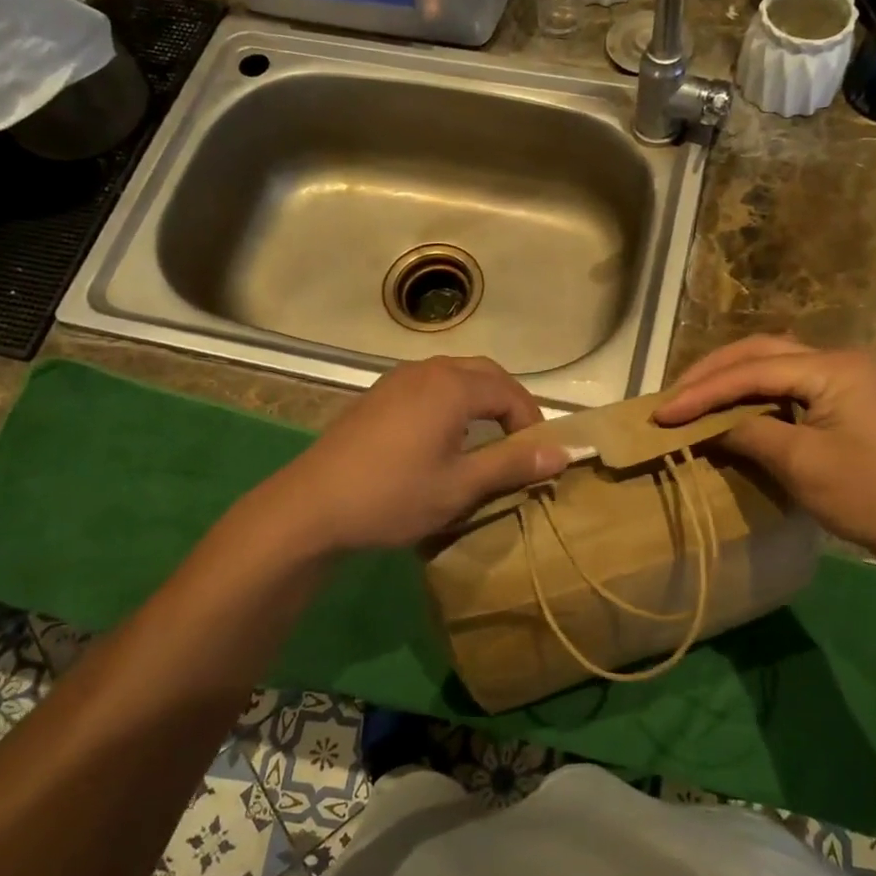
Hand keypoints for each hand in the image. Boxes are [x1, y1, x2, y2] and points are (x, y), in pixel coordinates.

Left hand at [268, 357, 568, 552]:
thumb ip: (513, 464)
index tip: (539, 456)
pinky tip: (445, 436)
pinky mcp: (378, 394)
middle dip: (510, 402)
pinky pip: (429, 385)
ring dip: (480, 399)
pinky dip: (452, 401)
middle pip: (485, 373)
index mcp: (452, 386)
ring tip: (489, 438)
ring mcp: (397, 378)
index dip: (532, 422)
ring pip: (455, 376)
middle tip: (520, 440)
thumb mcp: (460, 486)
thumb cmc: (393, 495)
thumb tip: (563, 452)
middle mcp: (427, 369)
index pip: (510, 392)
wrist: (312, 506)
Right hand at [654, 336, 875, 557]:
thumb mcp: (800, 463)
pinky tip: (731, 408)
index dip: (703, 391)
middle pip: (761, 352)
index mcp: (833, 368)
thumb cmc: (867, 494)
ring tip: (692, 398)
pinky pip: (788, 385)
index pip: (753, 371)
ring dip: (731, 379)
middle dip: (712, 373)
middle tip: (673, 396)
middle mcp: (838, 361)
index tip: (663, 413)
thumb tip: (707, 426)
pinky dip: (753, 394)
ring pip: (773, 365)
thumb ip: (749, 432)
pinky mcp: (845, 401)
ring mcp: (845, 379)